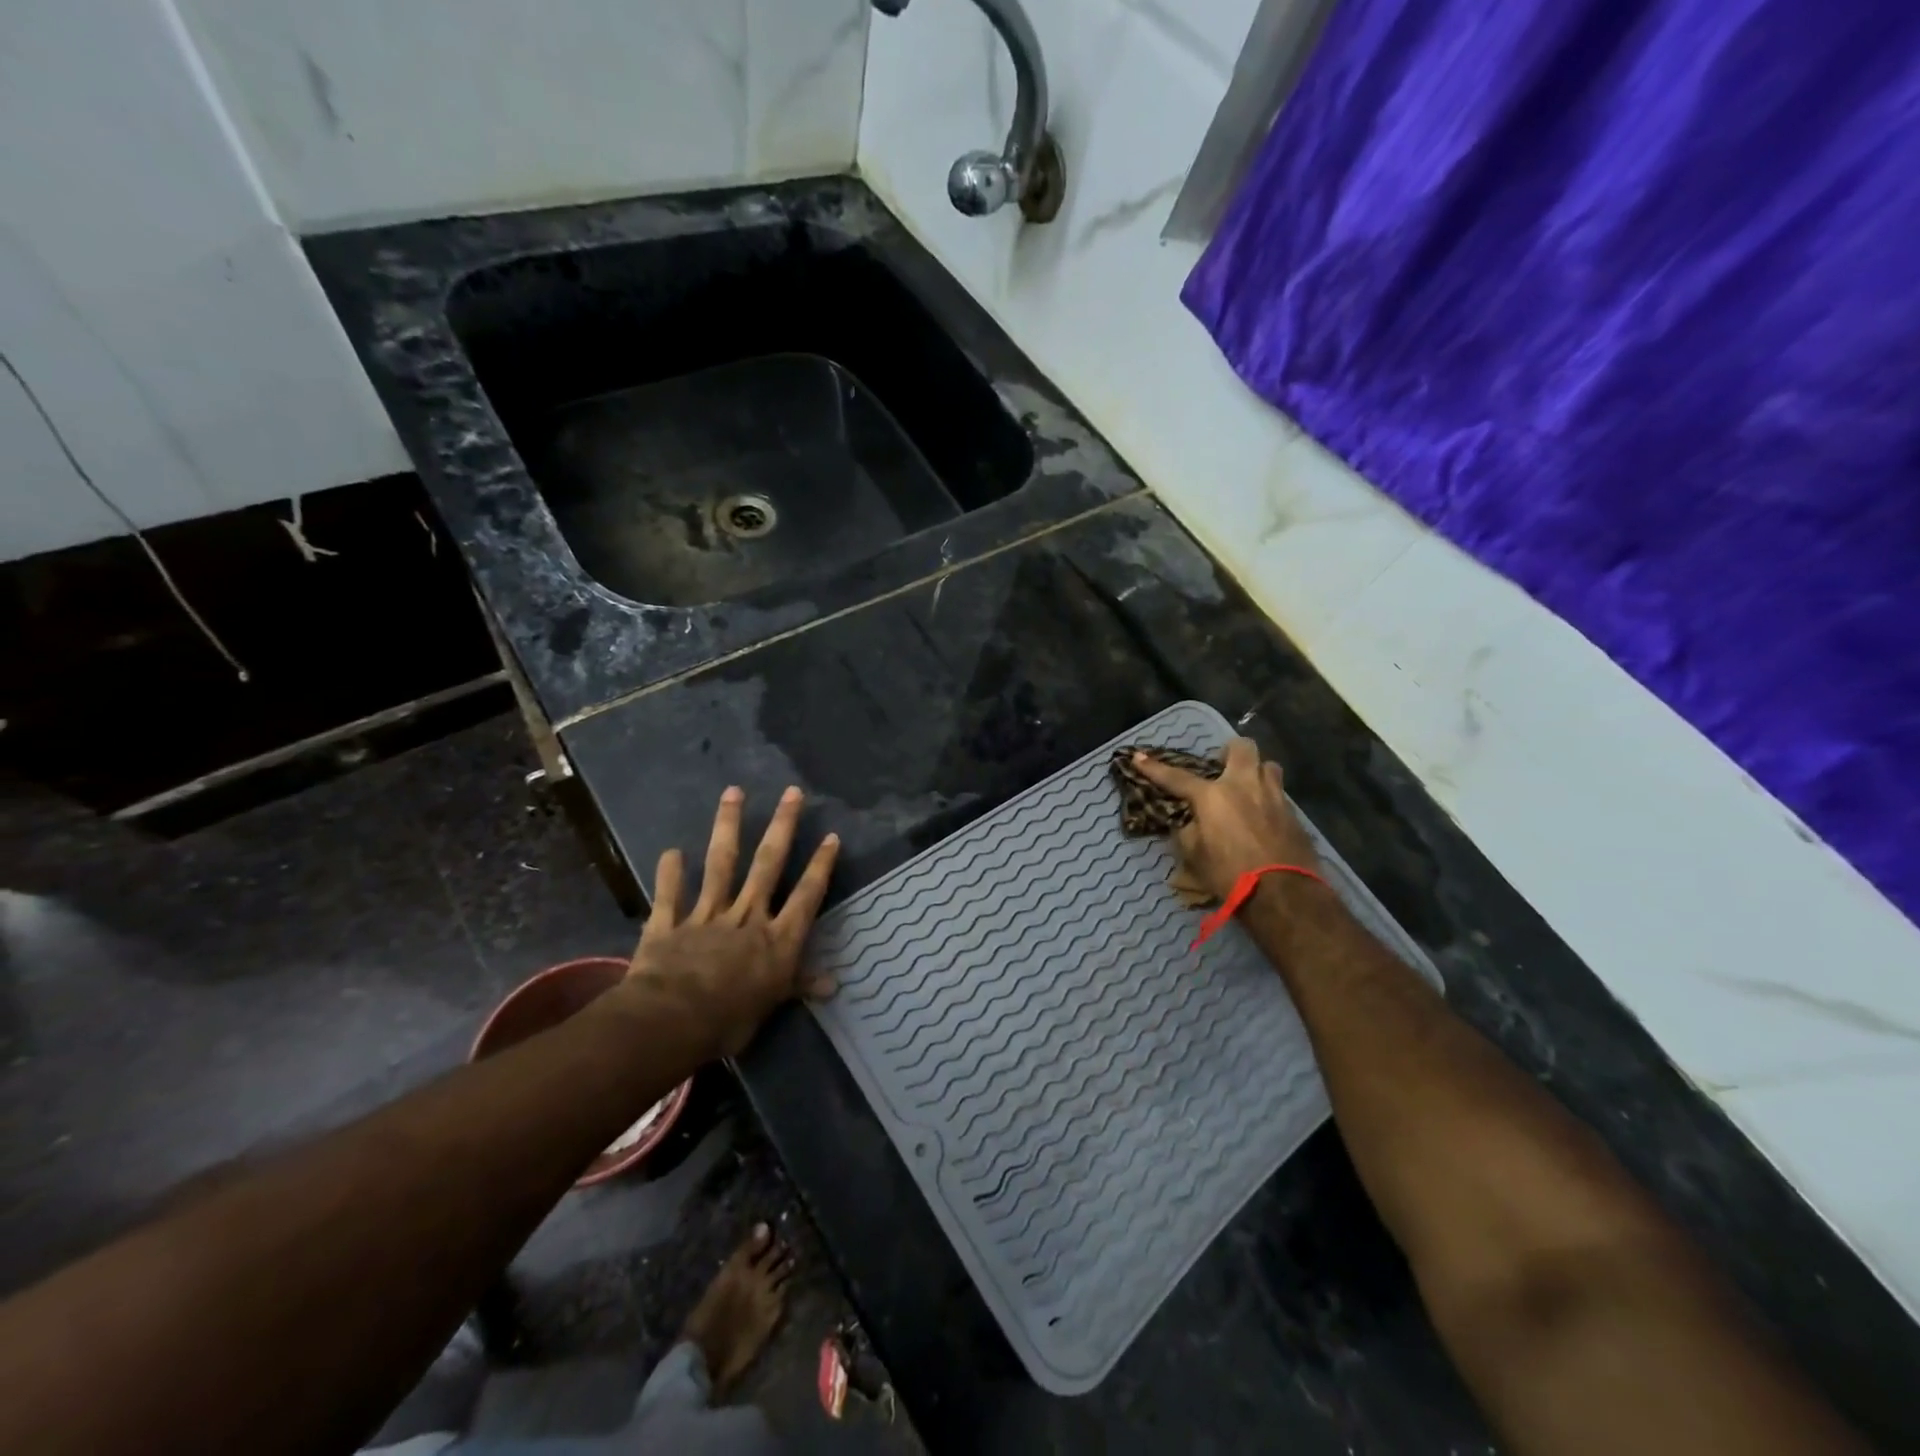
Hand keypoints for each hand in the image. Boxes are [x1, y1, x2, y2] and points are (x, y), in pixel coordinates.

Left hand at [626, 785, 840, 1057]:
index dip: (820, 866)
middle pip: (768, 865)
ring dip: (728, 827)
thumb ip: (799, 986)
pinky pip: (671, 895)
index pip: (806, 896)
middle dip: (782, 827)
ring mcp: (707, 915)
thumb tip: (834, 985)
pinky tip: (671, 851)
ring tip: (733, 792)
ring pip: (722, 865)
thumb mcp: (773, 1005)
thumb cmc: (731, 1018)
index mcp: (777, 938)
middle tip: (791, 792)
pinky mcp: (670, 924)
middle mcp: (747, 917)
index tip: (831, 836)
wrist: (672, 1020)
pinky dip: (670, 874)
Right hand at [1132, 738, 1320, 903]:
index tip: (1138, 756)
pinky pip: (1279, 793)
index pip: (1176, 777)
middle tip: (1221, 766)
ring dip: (1256, 771)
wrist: (1283, 893)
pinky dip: (1268, 798)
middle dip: (1229, 751)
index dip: (1154, 768)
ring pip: (1268, 765)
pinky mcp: (1293, 813)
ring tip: (1247, 788)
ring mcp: (1274, 796)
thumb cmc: (1229, 874)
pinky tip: (1263, 815)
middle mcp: (1244, 786)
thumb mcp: (1195, 856)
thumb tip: (1191, 822)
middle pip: (1241, 747)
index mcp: (1213, 796)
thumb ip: (1188, 831)